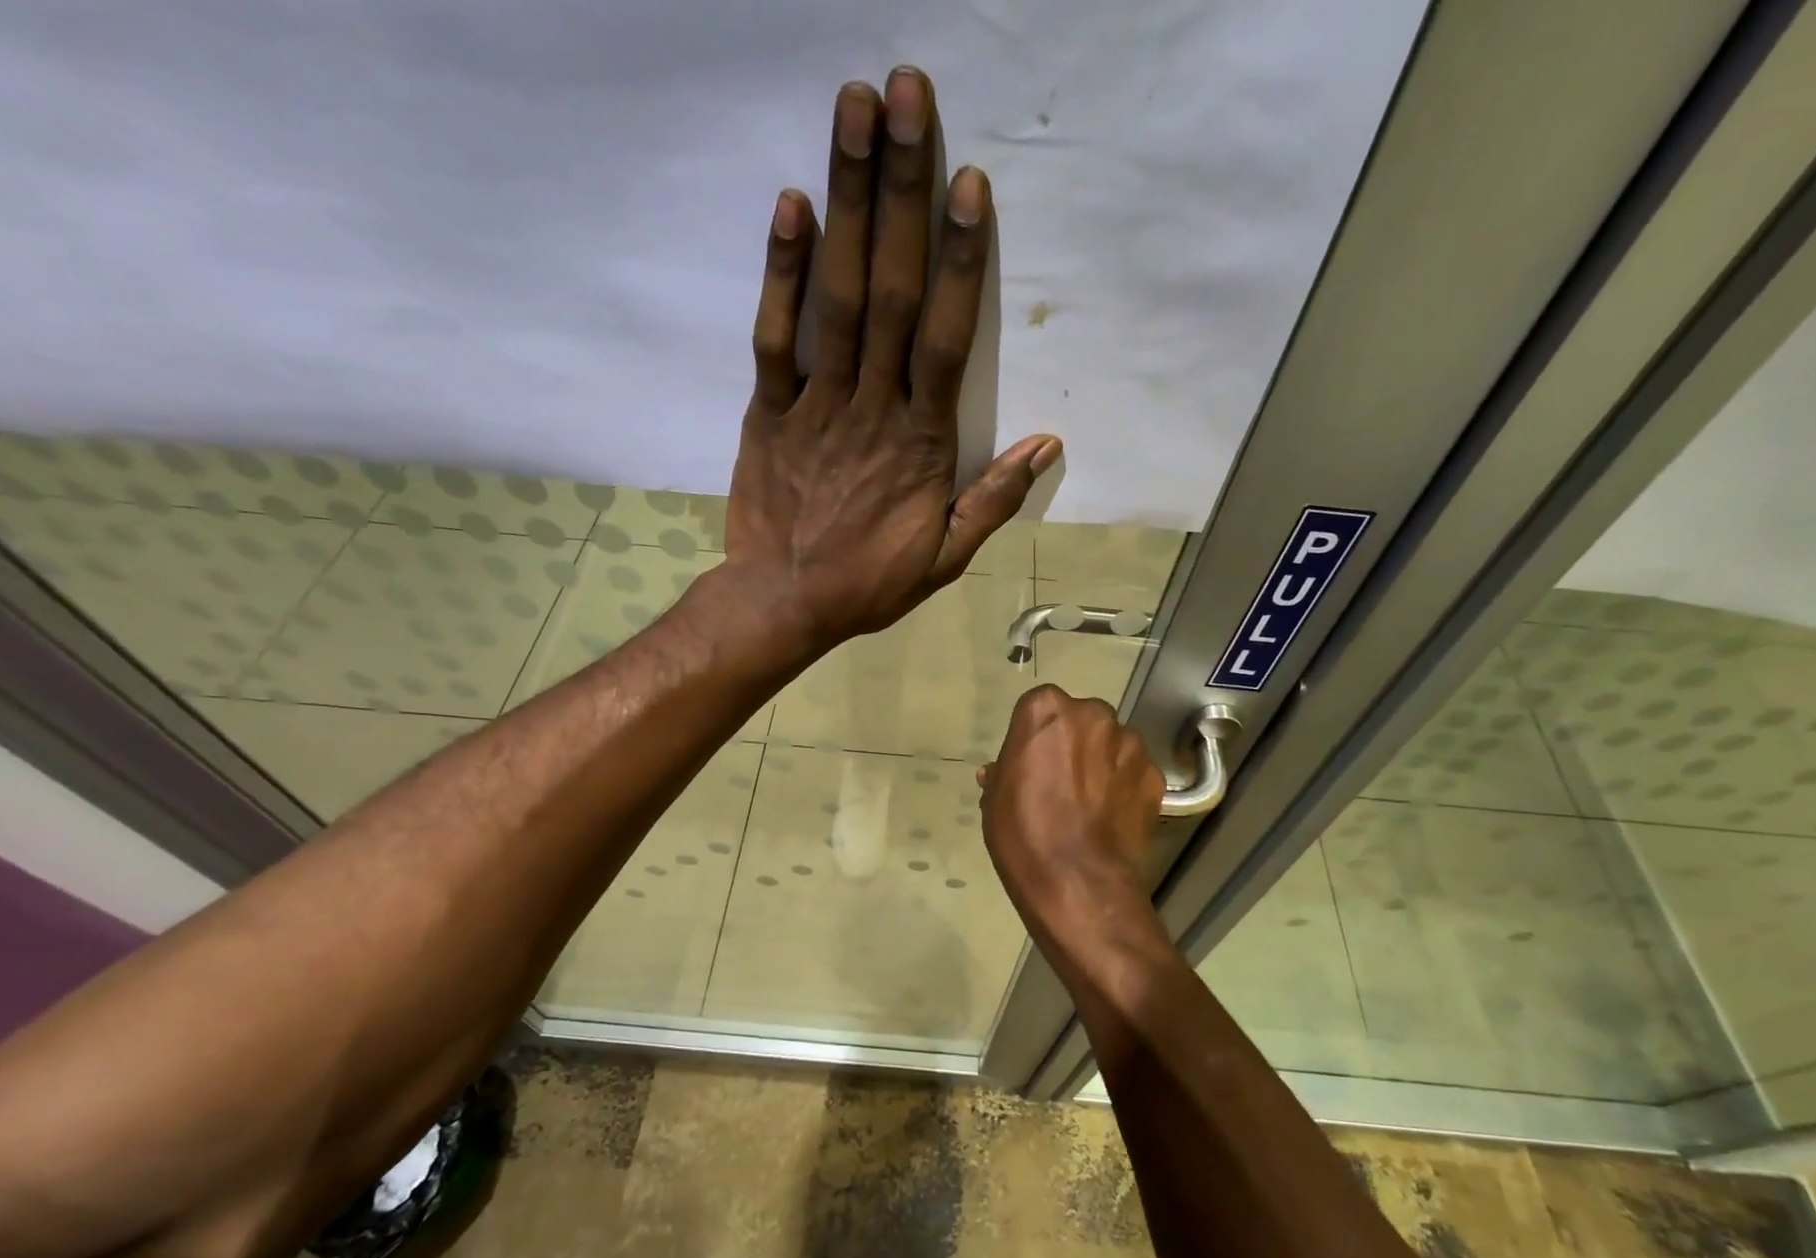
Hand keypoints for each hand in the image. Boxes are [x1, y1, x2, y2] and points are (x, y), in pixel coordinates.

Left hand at [722, 67, 1061, 652]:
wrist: (785, 603)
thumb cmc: (869, 582)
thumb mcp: (945, 557)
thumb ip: (992, 500)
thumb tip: (1046, 446)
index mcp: (919, 443)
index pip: (945, 338)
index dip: (958, 260)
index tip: (966, 183)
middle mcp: (871, 407)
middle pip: (889, 291)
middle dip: (900, 193)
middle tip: (906, 96)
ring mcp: (815, 405)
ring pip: (836, 298)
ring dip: (846, 203)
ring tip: (854, 113)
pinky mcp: (768, 412)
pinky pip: (774, 338)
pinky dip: (782, 274)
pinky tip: (792, 205)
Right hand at [980, 686, 1165, 924]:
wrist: (1078, 882)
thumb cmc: (1023, 835)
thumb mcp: (994, 801)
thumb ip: (1003, 773)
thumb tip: (1001, 771)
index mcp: (1046, 711)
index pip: (1039, 707)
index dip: (1034, 737)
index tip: (1031, 762)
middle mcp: (1093, 715)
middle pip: (1081, 720)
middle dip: (1073, 743)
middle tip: (1061, 781)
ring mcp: (1130, 744)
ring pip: (1112, 744)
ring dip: (1102, 762)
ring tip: (1090, 803)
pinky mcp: (1154, 776)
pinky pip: (1134, 772)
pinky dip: (1125, 787)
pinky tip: (1112, 817)